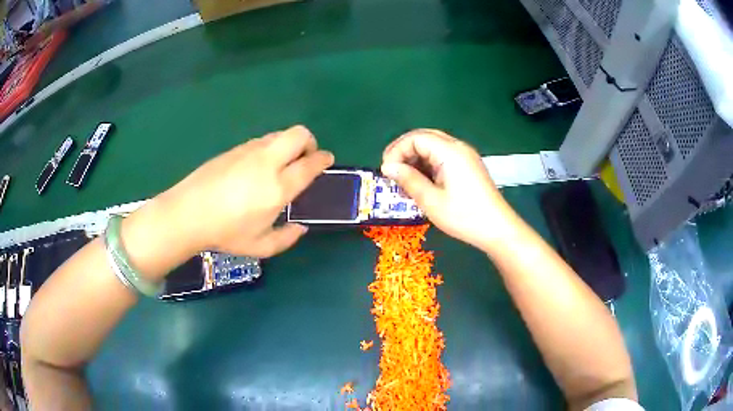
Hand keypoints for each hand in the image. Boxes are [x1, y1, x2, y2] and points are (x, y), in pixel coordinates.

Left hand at [154, 125, 333, 257]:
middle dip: (309, 142)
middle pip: (299, 134)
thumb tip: (300, 226)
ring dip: (288, 144)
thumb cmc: (226, 233)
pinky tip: (257, 168)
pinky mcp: (234, 149)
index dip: (323, 159)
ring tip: (281, 164)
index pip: (310, 164)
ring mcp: (249, 151)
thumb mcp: (260, 246)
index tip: (327, 161)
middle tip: (305, 158)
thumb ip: (286, 238)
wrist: (188, 213)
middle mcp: (268, 162)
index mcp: (278, 187)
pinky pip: (261, 141)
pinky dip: (269, 148)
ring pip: (279, 134)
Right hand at [381, 129, 513, 249]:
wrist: (498, 229)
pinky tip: (422, 182)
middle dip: (404, 151)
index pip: (415, 138)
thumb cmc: (464, 216)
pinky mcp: (468, 166)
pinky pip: (443, 156)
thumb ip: (408, 180)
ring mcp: (465, 156)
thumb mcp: (431, 201)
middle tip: (391, 171)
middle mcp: (458, 147)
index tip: (386, 171)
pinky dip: (428, 164)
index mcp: (450, 151)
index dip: (397, 150)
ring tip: (404, 180)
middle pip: (424, 137)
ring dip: (415, 158)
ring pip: (433, 146)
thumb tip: (387, 167)